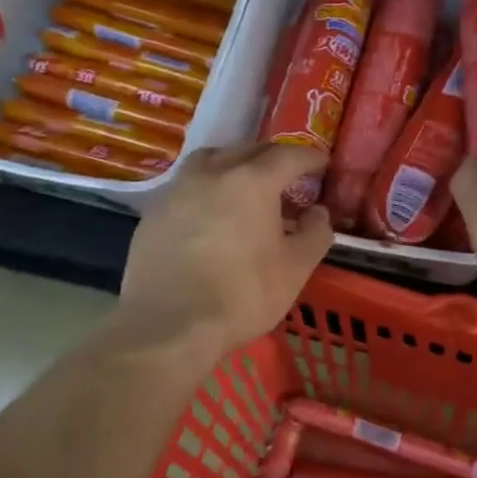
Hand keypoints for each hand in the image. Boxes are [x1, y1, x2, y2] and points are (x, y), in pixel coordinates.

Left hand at [115, 142, 333, 358]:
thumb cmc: (242, 295)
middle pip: (248, 150)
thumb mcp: (296, 269)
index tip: (322, 164)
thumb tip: (318, 212)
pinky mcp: (154, 211)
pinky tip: (211, 212)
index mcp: (252, 181)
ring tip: (246, 184)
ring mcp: (178, 189)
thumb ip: (315, 234)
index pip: (288, 156)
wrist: (169, 326)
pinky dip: (207, 187)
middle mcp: (212, 173)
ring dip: (234, 164)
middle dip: (273, 158)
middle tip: (289, 175)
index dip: (309, 158)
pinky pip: (188, 185)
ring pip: (211, 160)